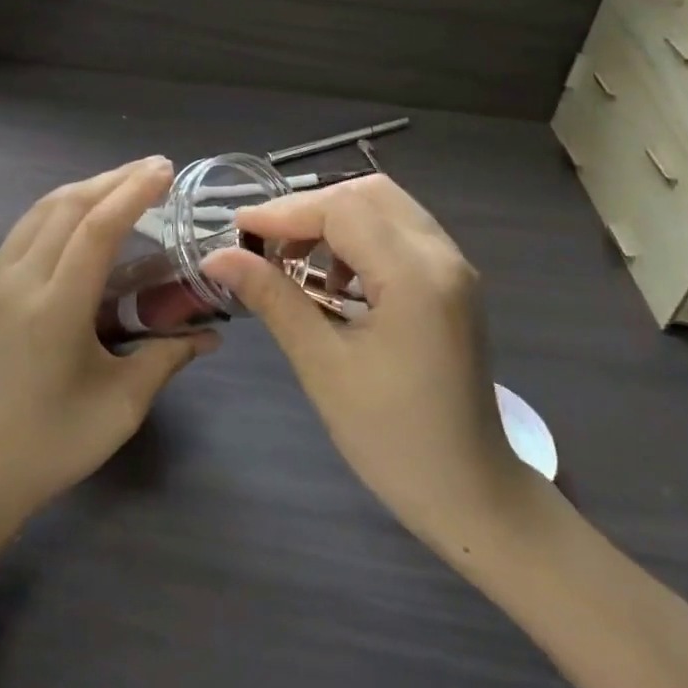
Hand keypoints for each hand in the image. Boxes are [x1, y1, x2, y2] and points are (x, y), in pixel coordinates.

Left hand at [0, 157, 216, 534]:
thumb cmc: (52, 445)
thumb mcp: (121, 406)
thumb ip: (168, 357)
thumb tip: (213, 335)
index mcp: (53, 309)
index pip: (96, 228)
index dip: (133, 192)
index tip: (165, 170)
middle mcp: (16, 282)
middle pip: (67, 206)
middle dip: (112, 179)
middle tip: (153, 168)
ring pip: (39, 212)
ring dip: (84, 190)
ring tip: (122, 184)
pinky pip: (22, 233)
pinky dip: (57, 212)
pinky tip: (81, 220)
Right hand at [201, 175, 526, 551]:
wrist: (470, 493)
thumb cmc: (391, 438)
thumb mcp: (322, 365)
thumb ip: (273, 298)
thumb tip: (217, 257)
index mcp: (415, 276)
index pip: (342, 209)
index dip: (284, 212)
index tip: (238, 231)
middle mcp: (442, 257)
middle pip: (368, 194)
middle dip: (310, 209)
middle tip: (266, 243)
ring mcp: (454, 268)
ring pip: (386, 208)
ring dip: (335, 220)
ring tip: (295, 260)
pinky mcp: (453, 283)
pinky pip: (401, 233)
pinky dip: (360, 238)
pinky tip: (334, 280)